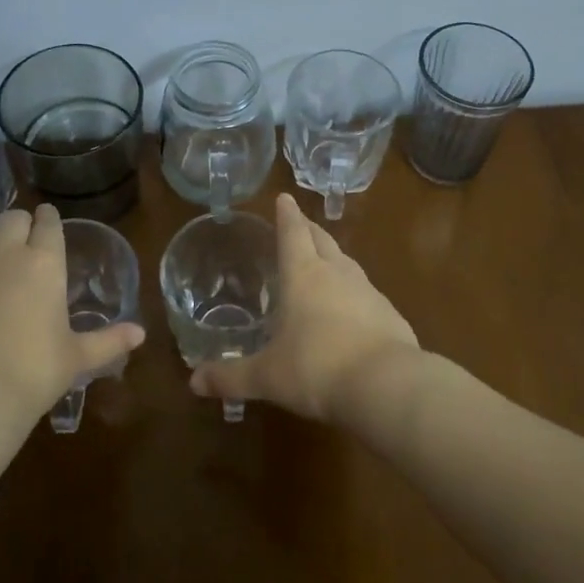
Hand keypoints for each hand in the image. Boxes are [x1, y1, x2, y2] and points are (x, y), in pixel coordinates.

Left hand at [0, 205, 143, 468]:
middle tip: (19, 242)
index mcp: (46, 263)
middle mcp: (5, 252)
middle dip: (17, 224)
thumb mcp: (78, 357)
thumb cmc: (35, 372)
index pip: (48, 223)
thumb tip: (141, 334)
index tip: (48, 222)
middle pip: (11, 217)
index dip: (49, 220)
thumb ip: (109, 340)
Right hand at [190, 193, 420, 422]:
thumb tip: (194, 380)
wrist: (386, 385)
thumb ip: (230, 377)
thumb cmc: (316, 369)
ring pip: (347, 264)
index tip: (285, 197)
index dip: (287, 215)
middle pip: (322, 240)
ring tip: (324, 262)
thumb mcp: (267, 377)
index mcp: (303, 275)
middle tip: (300, 223)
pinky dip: (353, 292)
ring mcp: (368, 291)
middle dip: (309, 229)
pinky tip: (351, 309)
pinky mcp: (390, 314)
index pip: (292, 233)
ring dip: (333, 258)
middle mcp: (337, 274)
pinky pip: (366, 293)